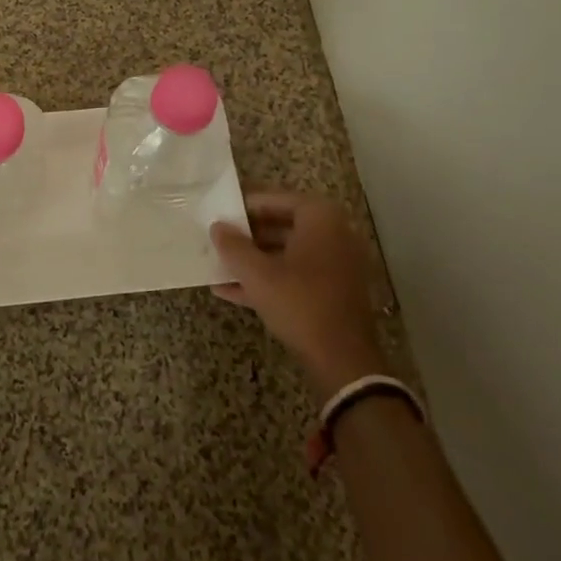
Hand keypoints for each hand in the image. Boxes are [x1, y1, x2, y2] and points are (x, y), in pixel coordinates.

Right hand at [210, 190, 385, 400]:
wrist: (343, 361)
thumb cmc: (300, 303)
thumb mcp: (257, 273)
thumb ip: (233, 245)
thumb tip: (217, 227)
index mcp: (321, 219)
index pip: (275, 199)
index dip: (244, 206)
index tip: (220, 213)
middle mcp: (333, 235)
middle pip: (281, 225)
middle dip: (247, 235)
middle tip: (218, 239)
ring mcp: (336, 265)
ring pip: (286, 253)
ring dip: (253, 259)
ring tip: (218, 265)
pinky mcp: (332, 292)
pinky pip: (295, 275)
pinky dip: (268, 279)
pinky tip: (230, 291)